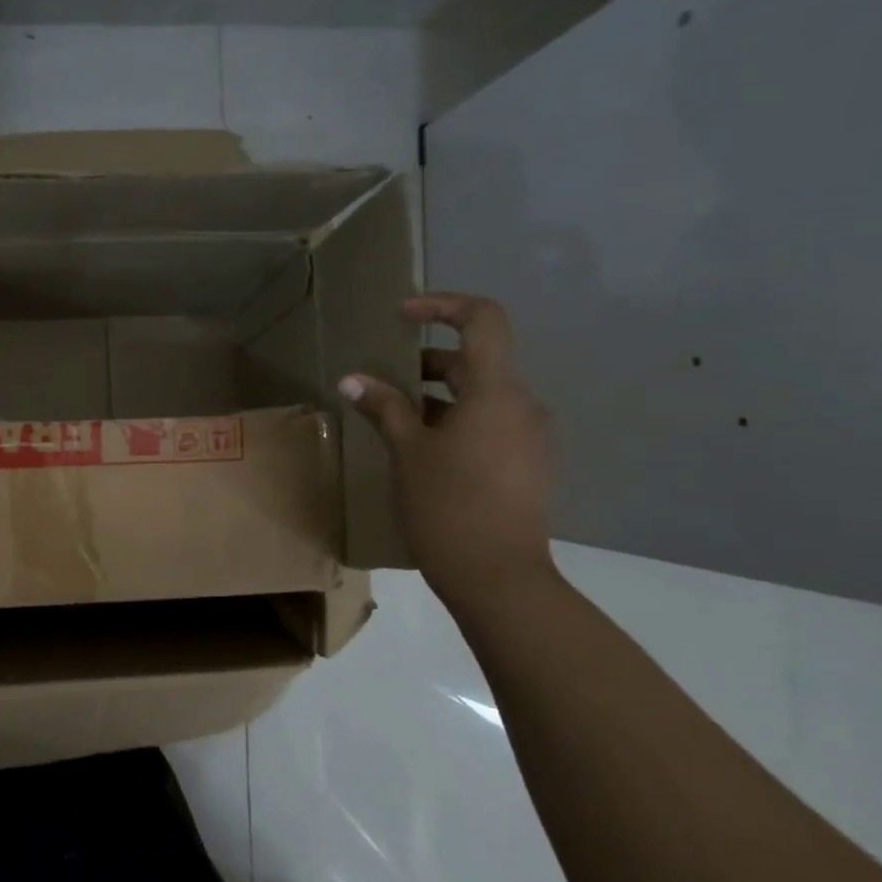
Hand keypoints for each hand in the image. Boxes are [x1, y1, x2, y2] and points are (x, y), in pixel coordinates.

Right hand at [340, 293, 554, 605]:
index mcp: (496, 392)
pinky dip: (455, 421)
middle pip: (476, 361)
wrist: (497, 576)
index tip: (403, 313)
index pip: (483, 320)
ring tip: (394, 418)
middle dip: (427, 360)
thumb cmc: (447, 504)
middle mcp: (522, 405)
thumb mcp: (407, 451)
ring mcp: (529, 437)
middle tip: (382, 379)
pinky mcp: (526, 465)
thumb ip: (384, 407)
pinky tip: (422, 449)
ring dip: (437, 395)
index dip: (443, 305)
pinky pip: (490, 424)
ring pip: (481, 396)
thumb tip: (353, 379)